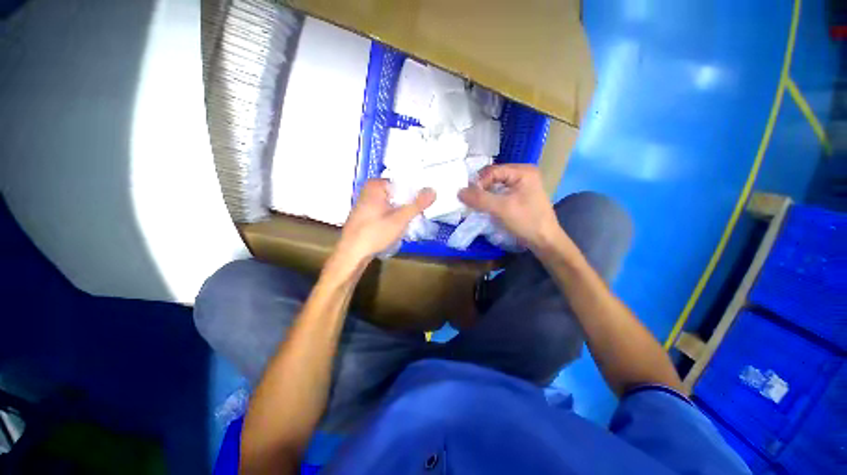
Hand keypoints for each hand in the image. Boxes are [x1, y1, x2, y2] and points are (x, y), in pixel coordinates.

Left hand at [336, 179, 434, 263]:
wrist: (352, 254)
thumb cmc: (375, 233)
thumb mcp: (400, 219)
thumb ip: (417, 204)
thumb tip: (433, 190)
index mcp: (376, 185)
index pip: (403, 183)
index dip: (416, 194)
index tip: (424, 205)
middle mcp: (369, 190)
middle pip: (398, 194)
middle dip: (409, 204)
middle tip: (419, 215)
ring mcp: (366, 202)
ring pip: (392, 203)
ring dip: (402, 212)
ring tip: (410, 222)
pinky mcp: (366, 214)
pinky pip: (385, 210)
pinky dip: (393, 216)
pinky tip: (398, 227)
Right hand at [458, 164, 561, 251]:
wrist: (545, 241)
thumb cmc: (526, 222)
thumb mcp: (501, 209)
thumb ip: (479, 199)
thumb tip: (458, 192)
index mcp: (523, 171)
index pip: (492, 171)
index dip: (478, 182)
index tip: (468, 197)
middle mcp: (523, 174)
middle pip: (493, 176)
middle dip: (480, 188)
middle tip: (470, 200)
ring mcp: (522, 185)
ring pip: (496, 185)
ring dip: (484, 194)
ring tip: (475, 204)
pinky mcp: (520, 196)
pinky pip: (500, 192)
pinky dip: (491, 198)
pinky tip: (485, 206)